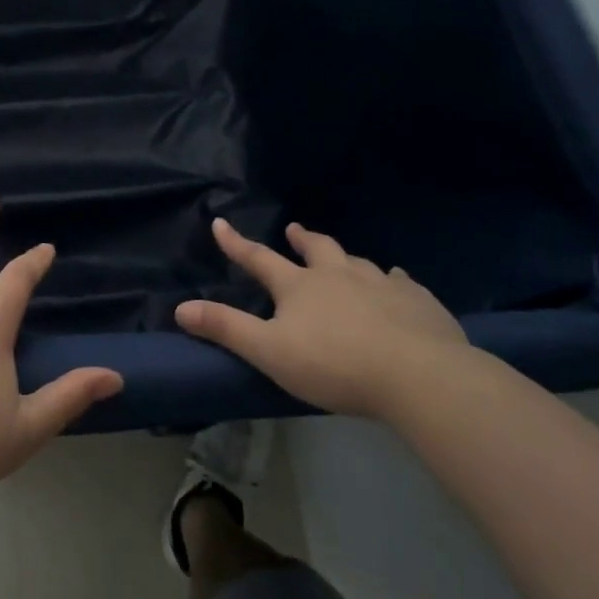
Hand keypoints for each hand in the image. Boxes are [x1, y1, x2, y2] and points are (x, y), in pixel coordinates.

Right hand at [176, 218, 469, 417]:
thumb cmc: (334, 365)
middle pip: (317, 249)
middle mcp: (339, 275)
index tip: (220, 222)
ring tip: (345, 259)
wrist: (418, 375)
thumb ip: (226, 328)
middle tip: (295, 229)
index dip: (236, 243)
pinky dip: (394, 280)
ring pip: (359, 262)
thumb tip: (180, 307)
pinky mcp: (418, 301)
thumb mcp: (269, 351)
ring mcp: (382, 284)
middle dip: (302, 239)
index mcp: (300, 286)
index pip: (259, 259)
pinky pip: (403, 282)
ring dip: (345, 258)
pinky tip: (398, 282)